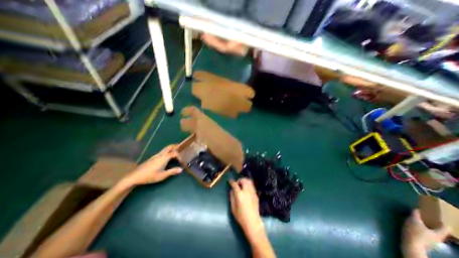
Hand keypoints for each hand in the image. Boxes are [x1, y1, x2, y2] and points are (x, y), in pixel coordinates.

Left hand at [122, 145, 182, 184]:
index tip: (181, 161)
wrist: (135, 176)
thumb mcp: (162, 175)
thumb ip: (172, 172)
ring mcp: (156, 155)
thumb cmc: (150, 176)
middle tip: (181, 147)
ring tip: (176, 151)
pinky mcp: (153, 157)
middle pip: (169, 147)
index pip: (174, 153)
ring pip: (165, 148)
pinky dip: (167, 151)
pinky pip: (162, 151)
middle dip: (175, 146)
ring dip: (171, 148)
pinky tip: (167, 156)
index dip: (179, 156)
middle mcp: (161, 154)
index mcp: (164, 158)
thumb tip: (181, 169)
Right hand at [229, 179, 263, 237]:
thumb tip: (232, 191)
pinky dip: (248, 185)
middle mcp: (246, 191)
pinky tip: (246, 190)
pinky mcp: (256, 195)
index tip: (230, 181)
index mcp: (240, 195)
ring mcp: (252, 192)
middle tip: (237, 183)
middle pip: (244, 180)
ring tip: (242, 185)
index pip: (235, 184)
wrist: (253, 222)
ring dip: (245, 181)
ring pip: (249, 181)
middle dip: (240, 180)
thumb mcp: (233, 208)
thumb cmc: (241, 217)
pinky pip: (252, 186)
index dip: (232, 181)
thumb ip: (232, 197)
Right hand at [403, 209, 448, 255]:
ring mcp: (432, 240)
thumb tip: (417, 209)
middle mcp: (439, 237)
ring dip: (426, 226)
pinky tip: (414, 227)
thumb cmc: (415, 232)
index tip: (436, 216)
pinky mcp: (424, 241)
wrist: (411, 244)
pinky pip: (425, 233)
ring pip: (431, 231)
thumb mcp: (414, 221)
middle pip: (438, 230)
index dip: (442, 221)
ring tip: (417, 220)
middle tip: (425, 217)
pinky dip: (422, 229)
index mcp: (439, 233)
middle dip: (432, 223)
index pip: (445, 227)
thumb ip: (416, 215)